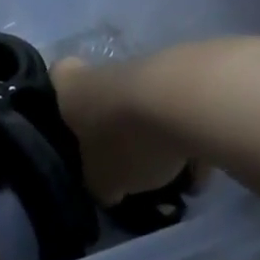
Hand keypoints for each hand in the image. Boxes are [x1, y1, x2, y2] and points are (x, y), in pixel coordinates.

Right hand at [49, 56, 193, 205]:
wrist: (190, 105)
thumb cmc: (125, 139)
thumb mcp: (102, 180)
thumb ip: (100, 185)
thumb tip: (106, 190)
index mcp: (69, 87)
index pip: (56, 79)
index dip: (62, 101)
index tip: (74, 127)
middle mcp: (102, 71)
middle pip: (104, 98)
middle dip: (116, 130)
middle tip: (127, 164)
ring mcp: (148, 69)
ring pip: (145, 107)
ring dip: (156, 137)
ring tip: (175, 178)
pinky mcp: (192, 75)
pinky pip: (184, 114)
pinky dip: (191, 139)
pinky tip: (203, 172)